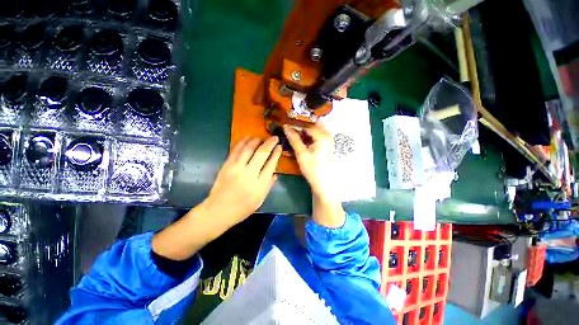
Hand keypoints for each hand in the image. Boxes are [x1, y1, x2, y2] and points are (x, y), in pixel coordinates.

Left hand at [152, 136, 280, 260]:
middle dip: (269, 143)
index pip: (271, 165)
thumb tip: (275, 173)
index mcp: (259, 185)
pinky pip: (236, 150)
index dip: (276, 154)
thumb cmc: (241, 209)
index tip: (279, 147)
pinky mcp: (227, 165)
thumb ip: (268, 186)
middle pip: (261, 154)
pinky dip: (243, 142)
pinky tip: (248, 138)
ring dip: (256, 140)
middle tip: (275, 137)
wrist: (218, 210)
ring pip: (248, 148)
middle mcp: (249, 174)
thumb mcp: (259, 201)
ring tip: (261, 137)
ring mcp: (236, 168)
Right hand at [283, 124, 333, 196]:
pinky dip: (308, 134)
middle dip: (300, 123)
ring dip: (304, 129)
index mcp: (322, 135)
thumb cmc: (312, 169)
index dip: (295, 123)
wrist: (324, 182)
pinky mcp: (326, 144)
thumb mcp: (301, 154)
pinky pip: (316, 134)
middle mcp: (327, 134)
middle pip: (312, 123)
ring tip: (292, 130)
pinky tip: (300, 137)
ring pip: (314, 128)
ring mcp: (328, 139)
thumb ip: (294, 139)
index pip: (306, 124)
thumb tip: (285, 127)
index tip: (285, 122)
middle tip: (289, 125)